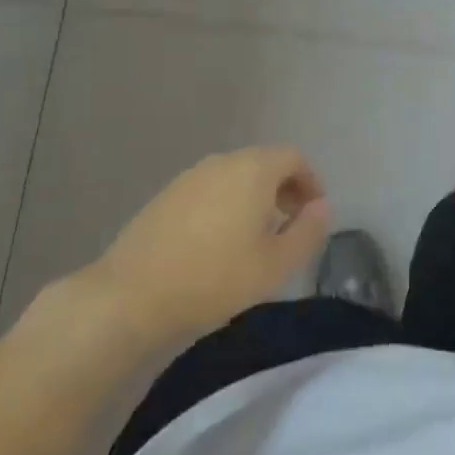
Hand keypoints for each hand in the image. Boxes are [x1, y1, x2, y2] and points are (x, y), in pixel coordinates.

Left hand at [84, 147, 332, 351]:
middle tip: (289, 228)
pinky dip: (225, 207)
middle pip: (263, 163)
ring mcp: (188, 178)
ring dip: (253, 199)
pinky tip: (217, 246)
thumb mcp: (277, 264)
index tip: (313, 216)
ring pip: (234, 177)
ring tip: (255, 240)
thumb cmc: (215, 278)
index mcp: (253, 169)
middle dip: (284, 190)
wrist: (131, 296)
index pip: (294, 157)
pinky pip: (209, 191)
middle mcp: (221, 162)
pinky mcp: (164, 198)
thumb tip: (322, 208)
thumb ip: (309, 231)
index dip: (311, 182)